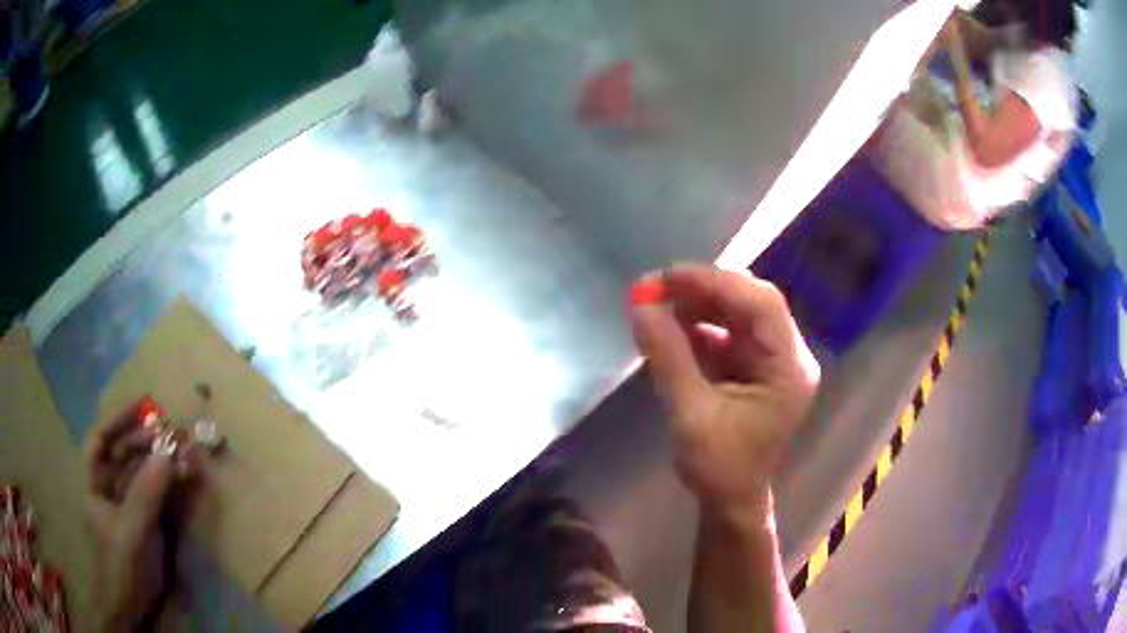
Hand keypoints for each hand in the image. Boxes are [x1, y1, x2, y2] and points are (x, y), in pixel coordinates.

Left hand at [85, 403, 197, 630]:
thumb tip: (168, 451)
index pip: (102, 439)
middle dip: (149, 441)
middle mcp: (111, 489)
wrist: (129, 608)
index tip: (145, 404)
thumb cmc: (121, 566)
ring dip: (164, 461)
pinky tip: (185, 477)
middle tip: (176, 434)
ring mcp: (130, 508)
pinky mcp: (148, 525)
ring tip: (187, 454)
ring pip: (145, 475)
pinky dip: (171, 483)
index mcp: (96, 483)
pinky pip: (159, 496)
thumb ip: (147, 492)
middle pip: (126, 455)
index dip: (119, 418)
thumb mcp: (132, 530)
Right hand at [630, 265, 819, 521]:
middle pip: (750, 303)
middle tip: (655, 288)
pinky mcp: (754, 367)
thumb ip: (668, 358)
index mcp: (788, 368)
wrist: (731, 501)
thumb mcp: (691, 415)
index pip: (761, 305)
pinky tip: (669, 330)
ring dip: (697, 307)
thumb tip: (640, 307)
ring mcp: (772, 360)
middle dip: (702, 291)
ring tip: (656, 308)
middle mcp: (787, 356)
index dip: (715, 283)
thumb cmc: (720, 467)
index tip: (668, 278)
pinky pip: (727, 333)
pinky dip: (697, 327)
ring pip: (736, 314)